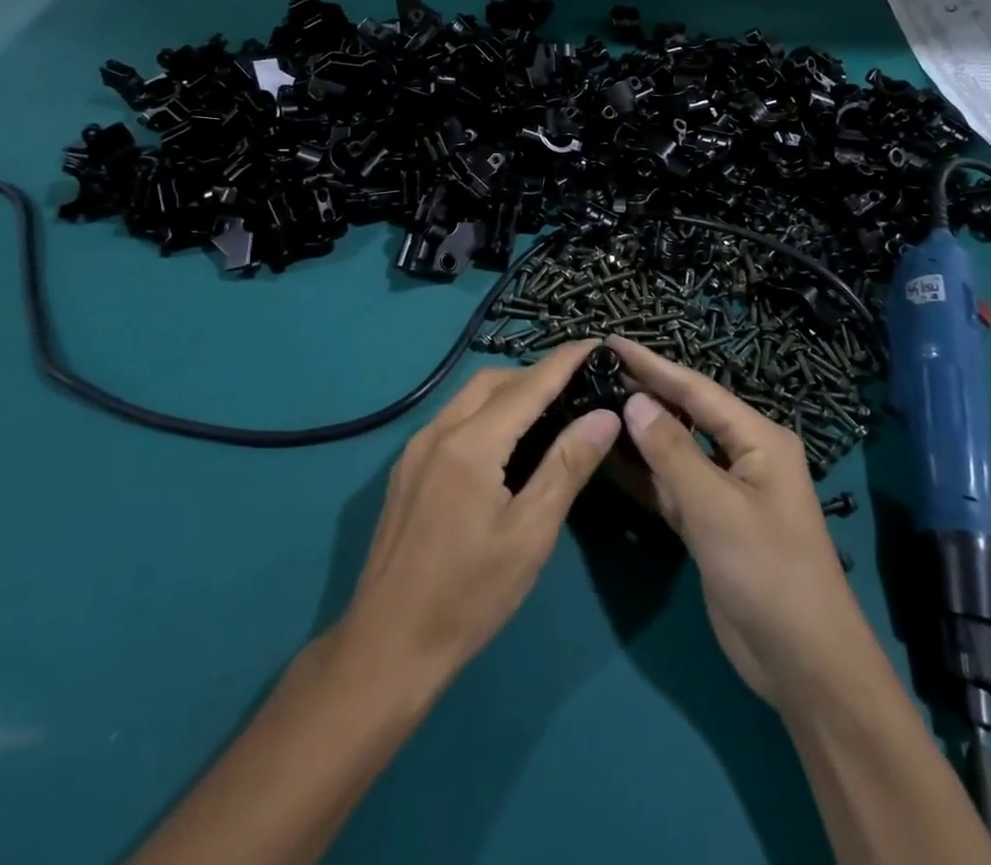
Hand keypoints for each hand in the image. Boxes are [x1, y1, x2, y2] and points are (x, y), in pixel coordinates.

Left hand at [336, 341, 620, 695]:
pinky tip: (503, 444)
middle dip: (535, 375)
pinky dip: (484, 414)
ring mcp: (415, 450)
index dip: (564, 361)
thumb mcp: (530, 534)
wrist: (386, 647)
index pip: (528, 386)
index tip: (595, 343)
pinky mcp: (405, 470)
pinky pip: (451, 420)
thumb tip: (603, 416)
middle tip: (576, 388)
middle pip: (493, 382)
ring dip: (507, 393)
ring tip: (547, 412)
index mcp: (470, 444)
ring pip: (468, 398)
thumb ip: (567, 467)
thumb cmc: (469, 595)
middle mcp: (437, 432)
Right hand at [606, 337, 885, 714]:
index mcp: (758, 439)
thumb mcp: (716, 506)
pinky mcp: (710, 523)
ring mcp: (725, 491)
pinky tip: (610, 461)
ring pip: (675, 451)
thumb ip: (671, 451)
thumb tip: (634, 401)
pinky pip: (671, 487)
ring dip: (640, 434)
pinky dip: (644, 475)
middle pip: (686, 415)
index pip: (696, 390)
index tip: (610, 343)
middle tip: (595, 372)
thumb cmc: (767, 571)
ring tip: (594, 406)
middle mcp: (742, 455)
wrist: (802, 663)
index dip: (652, 365)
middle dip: (644, 393)